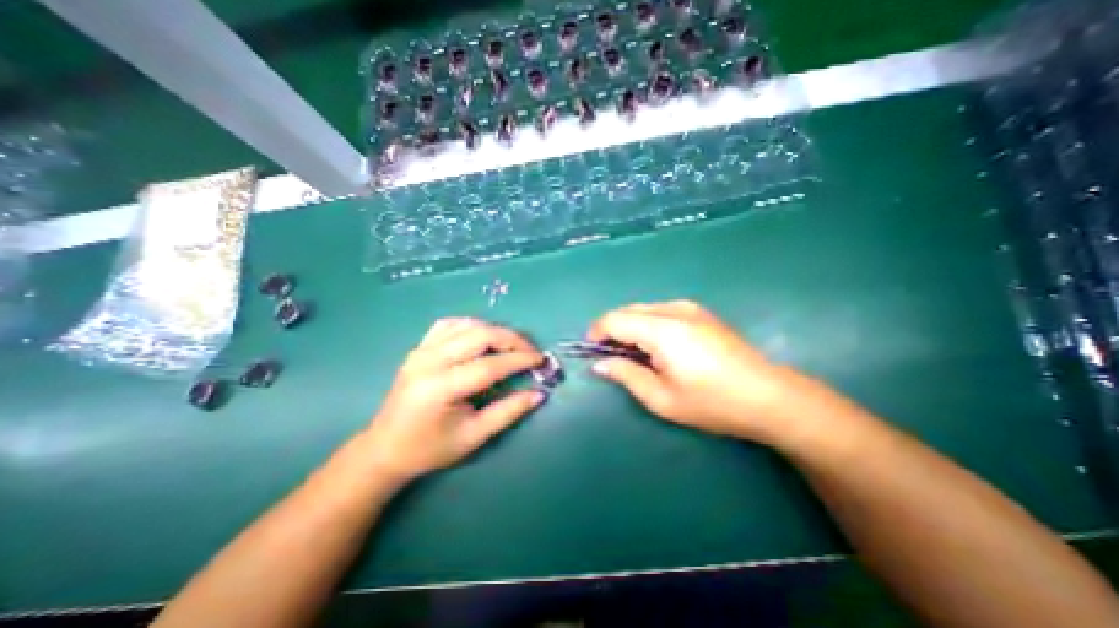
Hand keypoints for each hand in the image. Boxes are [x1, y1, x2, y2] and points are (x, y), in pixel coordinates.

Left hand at [364, 319, 545, 480]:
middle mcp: (429, 361)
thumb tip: (539, 394)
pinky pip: (450, 324)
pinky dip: (472, 326)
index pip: (489, 365)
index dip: (519, 360)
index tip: (541, 360)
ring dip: (495, 331)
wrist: (385, 448)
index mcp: (440, 388)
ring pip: (467, 325)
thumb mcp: (474, 436)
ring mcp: (421, 350)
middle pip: (480, 335)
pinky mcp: (419, 347)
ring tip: (511, 346)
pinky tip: (483, 337)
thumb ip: (508, 412)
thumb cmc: (430, 449)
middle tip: (530, 352)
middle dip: (512, 339)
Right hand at [590, 301, 819, 443]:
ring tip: (635, 354)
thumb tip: (599, 364)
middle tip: (612, 357)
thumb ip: (626, 375)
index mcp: (662, 329)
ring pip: (643, 309)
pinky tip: (658, 346)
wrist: (769, 396)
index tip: (592, 352)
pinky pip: (660, 311)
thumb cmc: (712, 402)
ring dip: (630, 326)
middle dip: (612, 330)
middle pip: (627, 310)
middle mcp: (673, 309)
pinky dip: (647, 324)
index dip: (597, 333)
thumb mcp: (662, 398)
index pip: (614, 319)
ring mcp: (689, 307)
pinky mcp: (700, 312)